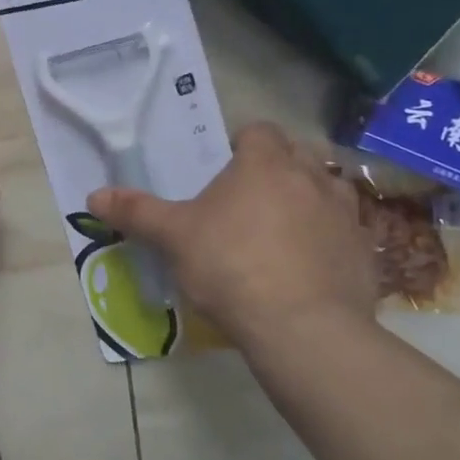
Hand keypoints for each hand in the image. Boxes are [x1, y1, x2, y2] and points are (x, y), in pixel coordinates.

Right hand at [88, 123, 375, 352]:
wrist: (303, 329)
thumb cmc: (231, 266)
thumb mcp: (173, 238)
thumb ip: (136, 212)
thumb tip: (94, 195)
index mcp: (265, 163)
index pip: (259, 130)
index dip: (242, 143)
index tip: (225, 167)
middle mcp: (312, 177)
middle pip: (298, 154)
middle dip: (277, 166)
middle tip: (250, 196)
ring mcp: (345, 214)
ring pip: (329, 190)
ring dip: (309, 199)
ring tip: (284, 228)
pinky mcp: (366, 252)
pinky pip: (347, 232)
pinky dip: (329, 239)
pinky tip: (309, 266)